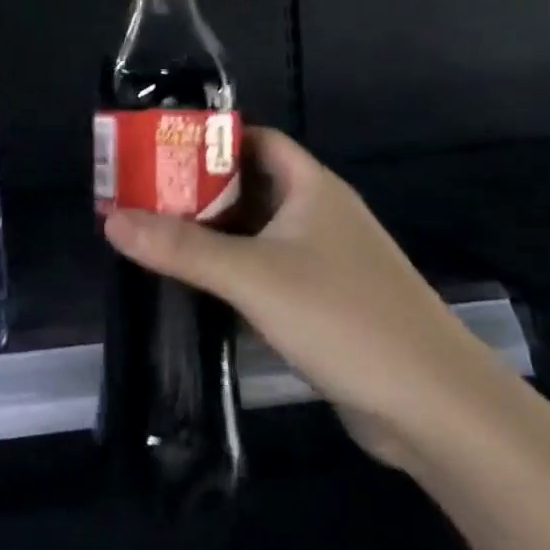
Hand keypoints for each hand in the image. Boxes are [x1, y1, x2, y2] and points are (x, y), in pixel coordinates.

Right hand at [102, 127, 510, 469]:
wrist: (437, 410)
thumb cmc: (344, 318)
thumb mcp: (252, 276)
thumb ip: (180, 247)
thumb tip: (111, 220)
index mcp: (311, 188)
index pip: (254, 139)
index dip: (208, 138)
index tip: (157, 148)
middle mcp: (319, 215)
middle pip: (249, 185)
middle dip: (197, 188)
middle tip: (141, 195)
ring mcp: (326, 261)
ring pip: (256, 231)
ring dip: (212, 232)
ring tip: (153, 233)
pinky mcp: (325, 304)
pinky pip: (267, 270)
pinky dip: (231, 269)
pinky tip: (196, 283)